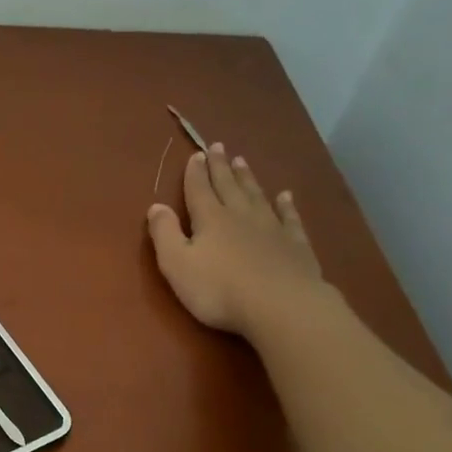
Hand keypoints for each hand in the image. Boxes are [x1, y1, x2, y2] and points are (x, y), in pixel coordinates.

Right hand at [147, 145, 328, 336]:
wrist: (280, 305)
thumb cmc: (219, 289)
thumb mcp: (177, 264)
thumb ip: (164, 234)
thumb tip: (156, 206)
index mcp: (210, 219)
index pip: (199, 190)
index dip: (195, 173)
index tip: (196, 155)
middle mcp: (241, 215)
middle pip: (228, 186)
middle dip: (221, 167)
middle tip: (219, 146)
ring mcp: (271, 228)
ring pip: (256, 196)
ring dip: (248, 178)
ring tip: (243, 161)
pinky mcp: (295, 245)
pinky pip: (289, 218)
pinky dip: (286, 205)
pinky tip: (285, 196)